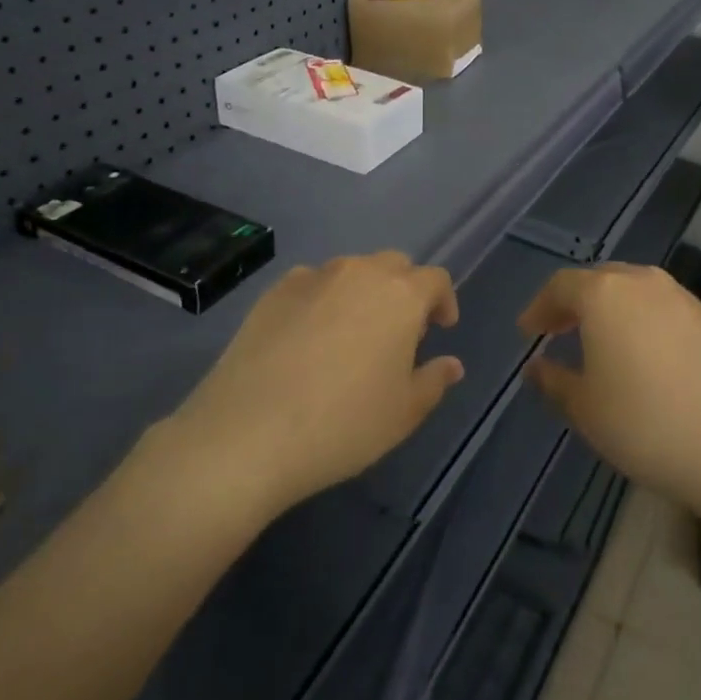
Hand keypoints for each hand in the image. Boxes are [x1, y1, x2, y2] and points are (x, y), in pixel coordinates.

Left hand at [168, 253, 462, 519]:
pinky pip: (311, 284)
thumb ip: (433, 381)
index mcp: (400, 295)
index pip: (435, 279)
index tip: (440, 329)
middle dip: (404, 291)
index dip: (443, 301)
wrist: (248, 433)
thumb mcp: (403, 413)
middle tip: (398, 332)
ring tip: (351, 334)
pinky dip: (321, 300)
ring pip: (351, 271)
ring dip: (362, 293)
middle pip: (394, 266)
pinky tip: (308, 337)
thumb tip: (452, 364)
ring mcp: (313, 277)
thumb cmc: (343, 424)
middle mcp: (359, 273)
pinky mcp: (274, 291)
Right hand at [519, 263, 700, 518]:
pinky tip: (645, 355)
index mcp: (604, 293)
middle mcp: (643, 282)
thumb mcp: (585, 409)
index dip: (539, 307)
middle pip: (599, 280)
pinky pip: (663, 308)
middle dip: (574, 302)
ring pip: (634, 290)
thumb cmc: (646, 424)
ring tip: (601, 342)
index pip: (561, 286)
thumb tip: (536, 366)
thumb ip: (553, 381)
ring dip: (611, 310)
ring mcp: (683, 298)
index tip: (528, 332)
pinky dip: (643, 321)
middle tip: (559, 330)